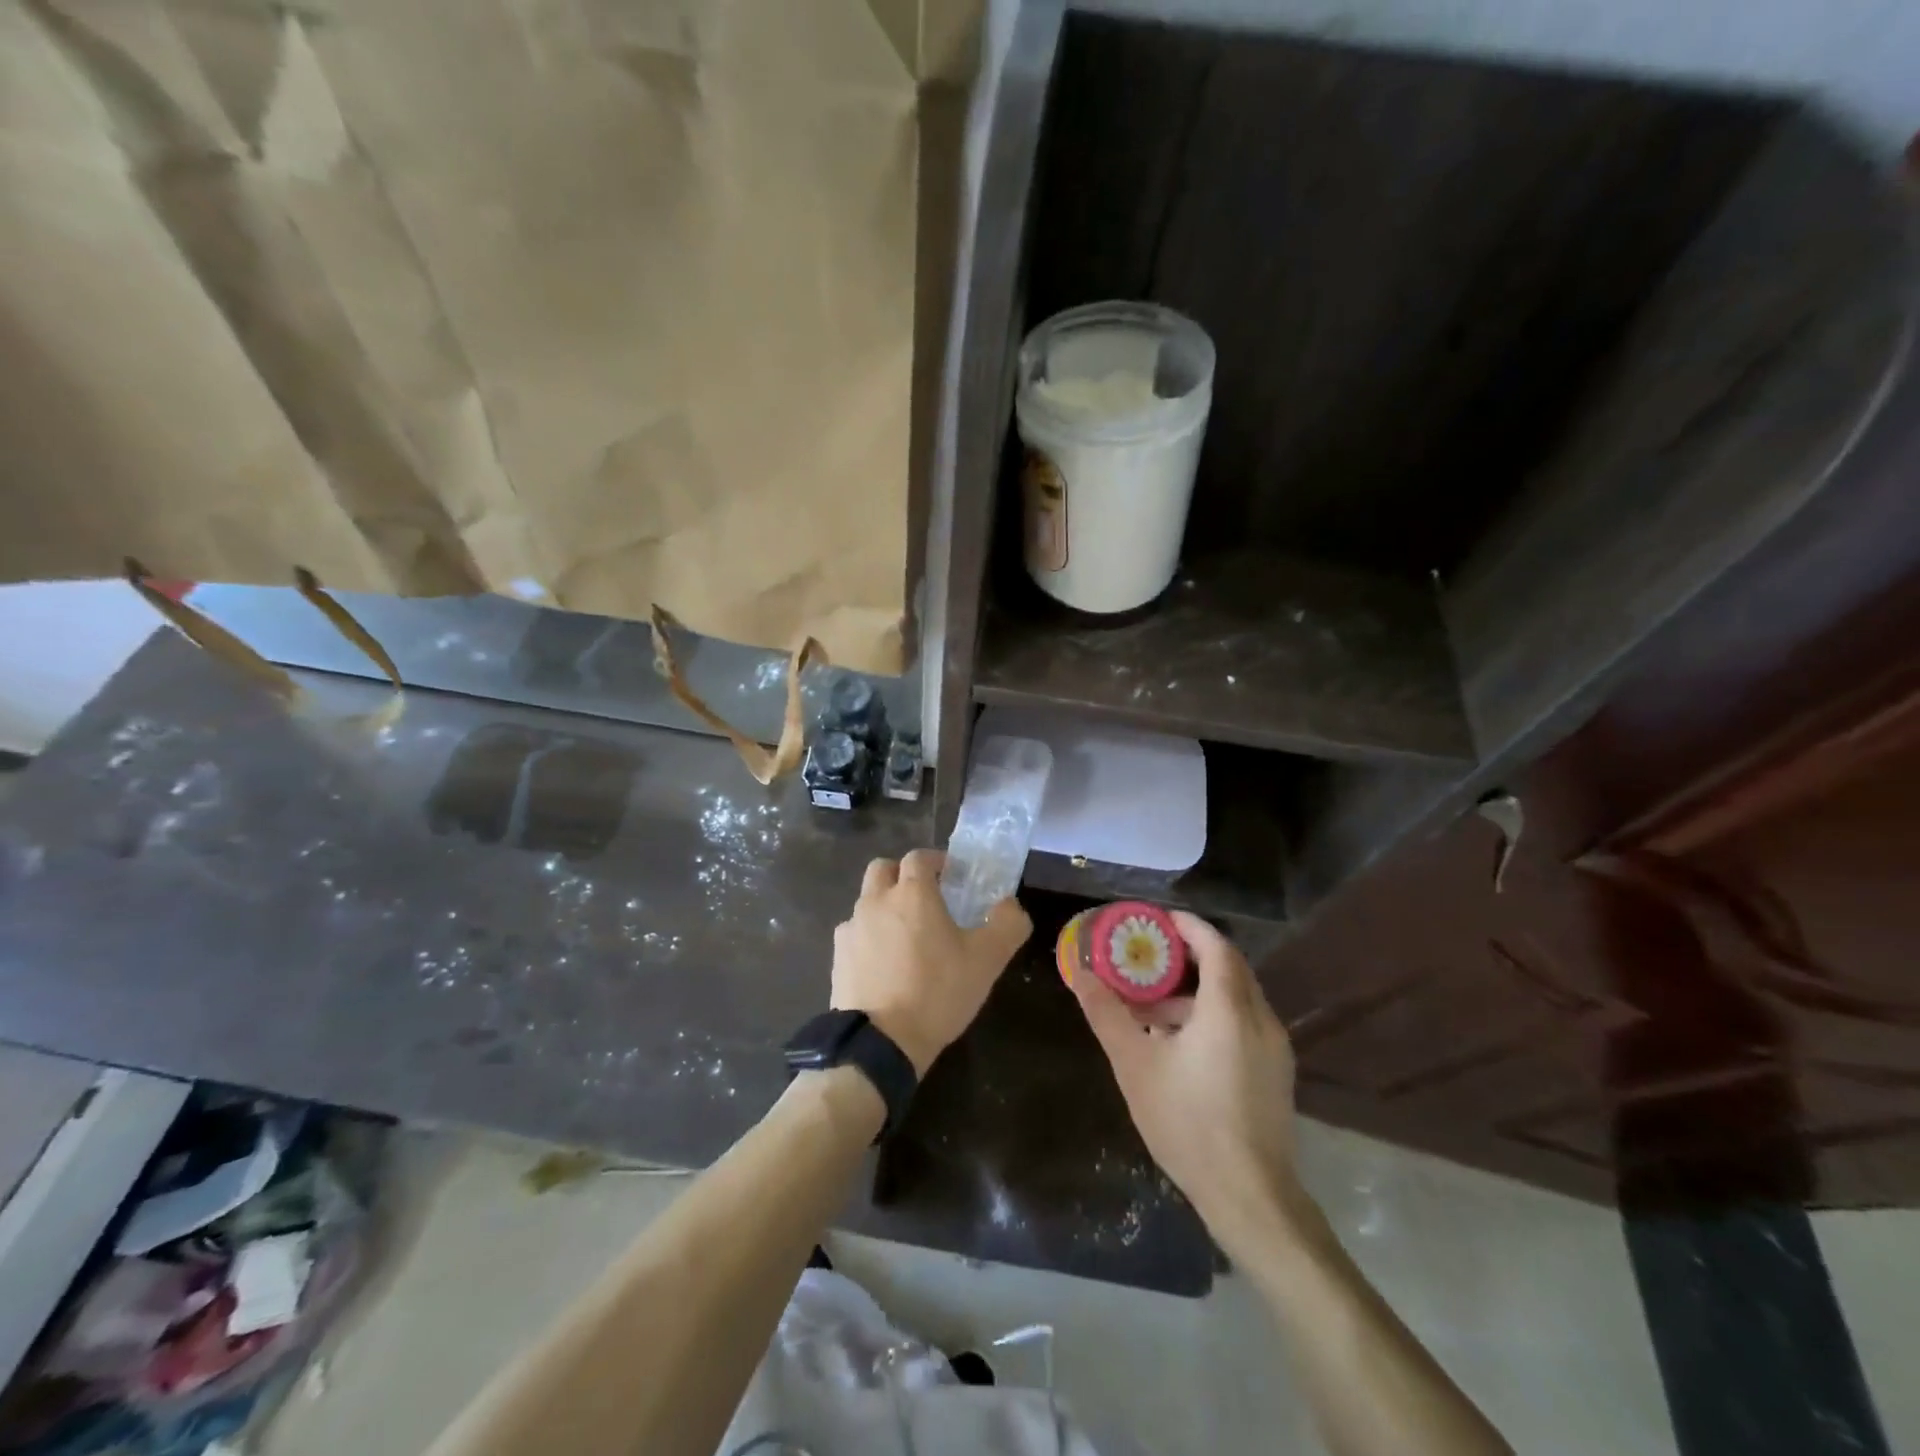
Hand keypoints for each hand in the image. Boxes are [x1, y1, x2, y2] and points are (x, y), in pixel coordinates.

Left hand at [831, 850, 1031, 1076]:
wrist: (881, 1042)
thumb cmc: (937, 991)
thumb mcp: (987, 960)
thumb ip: (1007, 924)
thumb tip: (1010, 905)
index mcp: (911, 893)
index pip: (919, 857)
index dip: (936, 861)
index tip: (951, 877)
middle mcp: (875, 901)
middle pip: (883, 869)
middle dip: (902, 875)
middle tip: (924, 898)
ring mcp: (851, 928)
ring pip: (866, 901)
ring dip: (885, 907)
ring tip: (906, 937)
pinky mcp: (838, 957)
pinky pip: (854, 934)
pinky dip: (869, 938)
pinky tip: (884, 964)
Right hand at [1070, 911, 1304, 1249]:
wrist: (1250, 1198)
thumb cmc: (1188, 1123)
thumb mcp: (1135, 1065)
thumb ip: (1107, 1014)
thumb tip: (1081, 974)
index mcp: (1229, 1009)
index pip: (1215, 946)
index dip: (1187, 927)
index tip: (1156, 920)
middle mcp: (1260, 1019)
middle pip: (1228, 968)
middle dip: (1187, 957)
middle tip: (1148, 956)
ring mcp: (1274, 1048)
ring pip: (1235, 998)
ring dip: (1195, 992)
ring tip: (1150, 1010)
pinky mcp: (1275, 1072)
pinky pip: (1243, 1023)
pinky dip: (1212, 1016)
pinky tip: (1178, 1045)